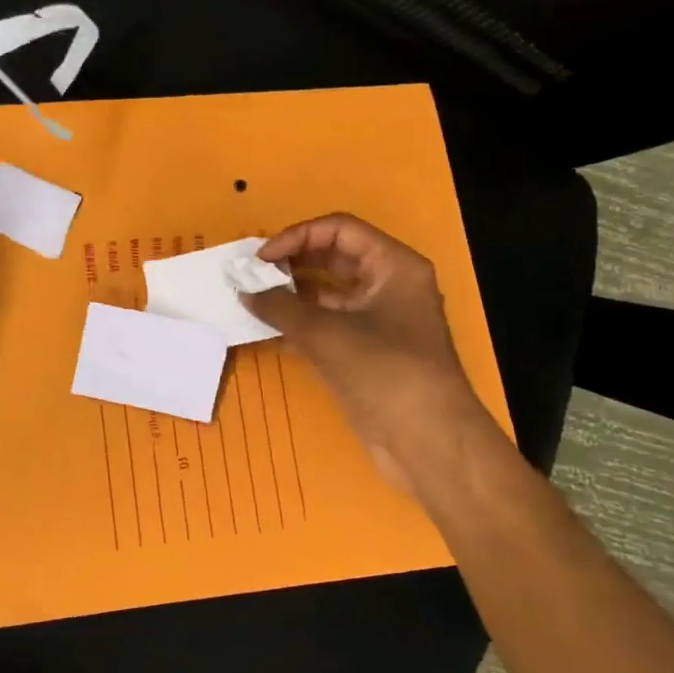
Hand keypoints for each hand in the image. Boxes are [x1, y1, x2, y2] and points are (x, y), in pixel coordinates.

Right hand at [243, 214, 501, 494]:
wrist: (427, 442)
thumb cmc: (384, 372)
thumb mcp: (326, 334)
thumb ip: (281, 307)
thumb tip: (245, 292)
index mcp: (393, 266)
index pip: (340, 230)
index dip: (297, 236)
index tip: (261, 258)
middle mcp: (389, 286)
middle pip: (334, 259)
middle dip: (292, 264)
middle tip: (252, 276)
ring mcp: (378, 321)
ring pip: (328, 294)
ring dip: (291, 296)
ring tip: (253, 301)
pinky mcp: (366, 352)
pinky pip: (327, 325)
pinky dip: (299, 325)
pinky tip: (267, 331)